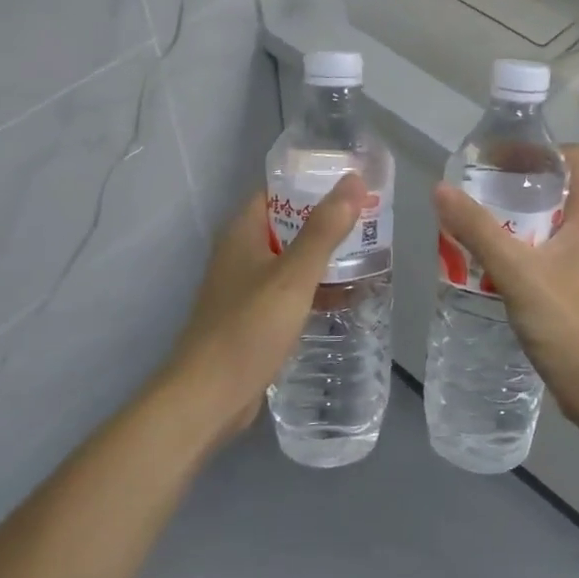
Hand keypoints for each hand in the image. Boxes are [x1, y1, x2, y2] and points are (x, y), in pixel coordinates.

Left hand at [160, 173, 365, 443]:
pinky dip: (315, 288)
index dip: (312, 181)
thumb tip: (353, 180)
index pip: (277, 189)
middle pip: (287, 224)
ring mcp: (245, 288)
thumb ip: (324, 230)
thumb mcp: (292, 276)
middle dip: (326, 220)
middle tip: (371, 218)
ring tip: (368, 253)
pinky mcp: (253, 318)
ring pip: (290, 260)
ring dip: (323, 256)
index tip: (352, 182)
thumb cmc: (248, 328)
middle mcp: (240, 254)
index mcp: (242, 233)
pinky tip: (346, 296)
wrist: (208, 397)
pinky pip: (289, 291)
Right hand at [432, 145, 578, 422]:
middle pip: (558, 188)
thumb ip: (478, 230)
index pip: (575, 158)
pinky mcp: (574, 285)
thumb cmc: (568, 323)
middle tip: (477, 187)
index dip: (539, 149)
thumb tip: (441, 189)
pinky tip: (487, 259)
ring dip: (514, 216)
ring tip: (474, 218)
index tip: (499, 157)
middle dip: (517, 183)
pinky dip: (518, 245)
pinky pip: (544, 250)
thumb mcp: (517, 271)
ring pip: (549, 221)